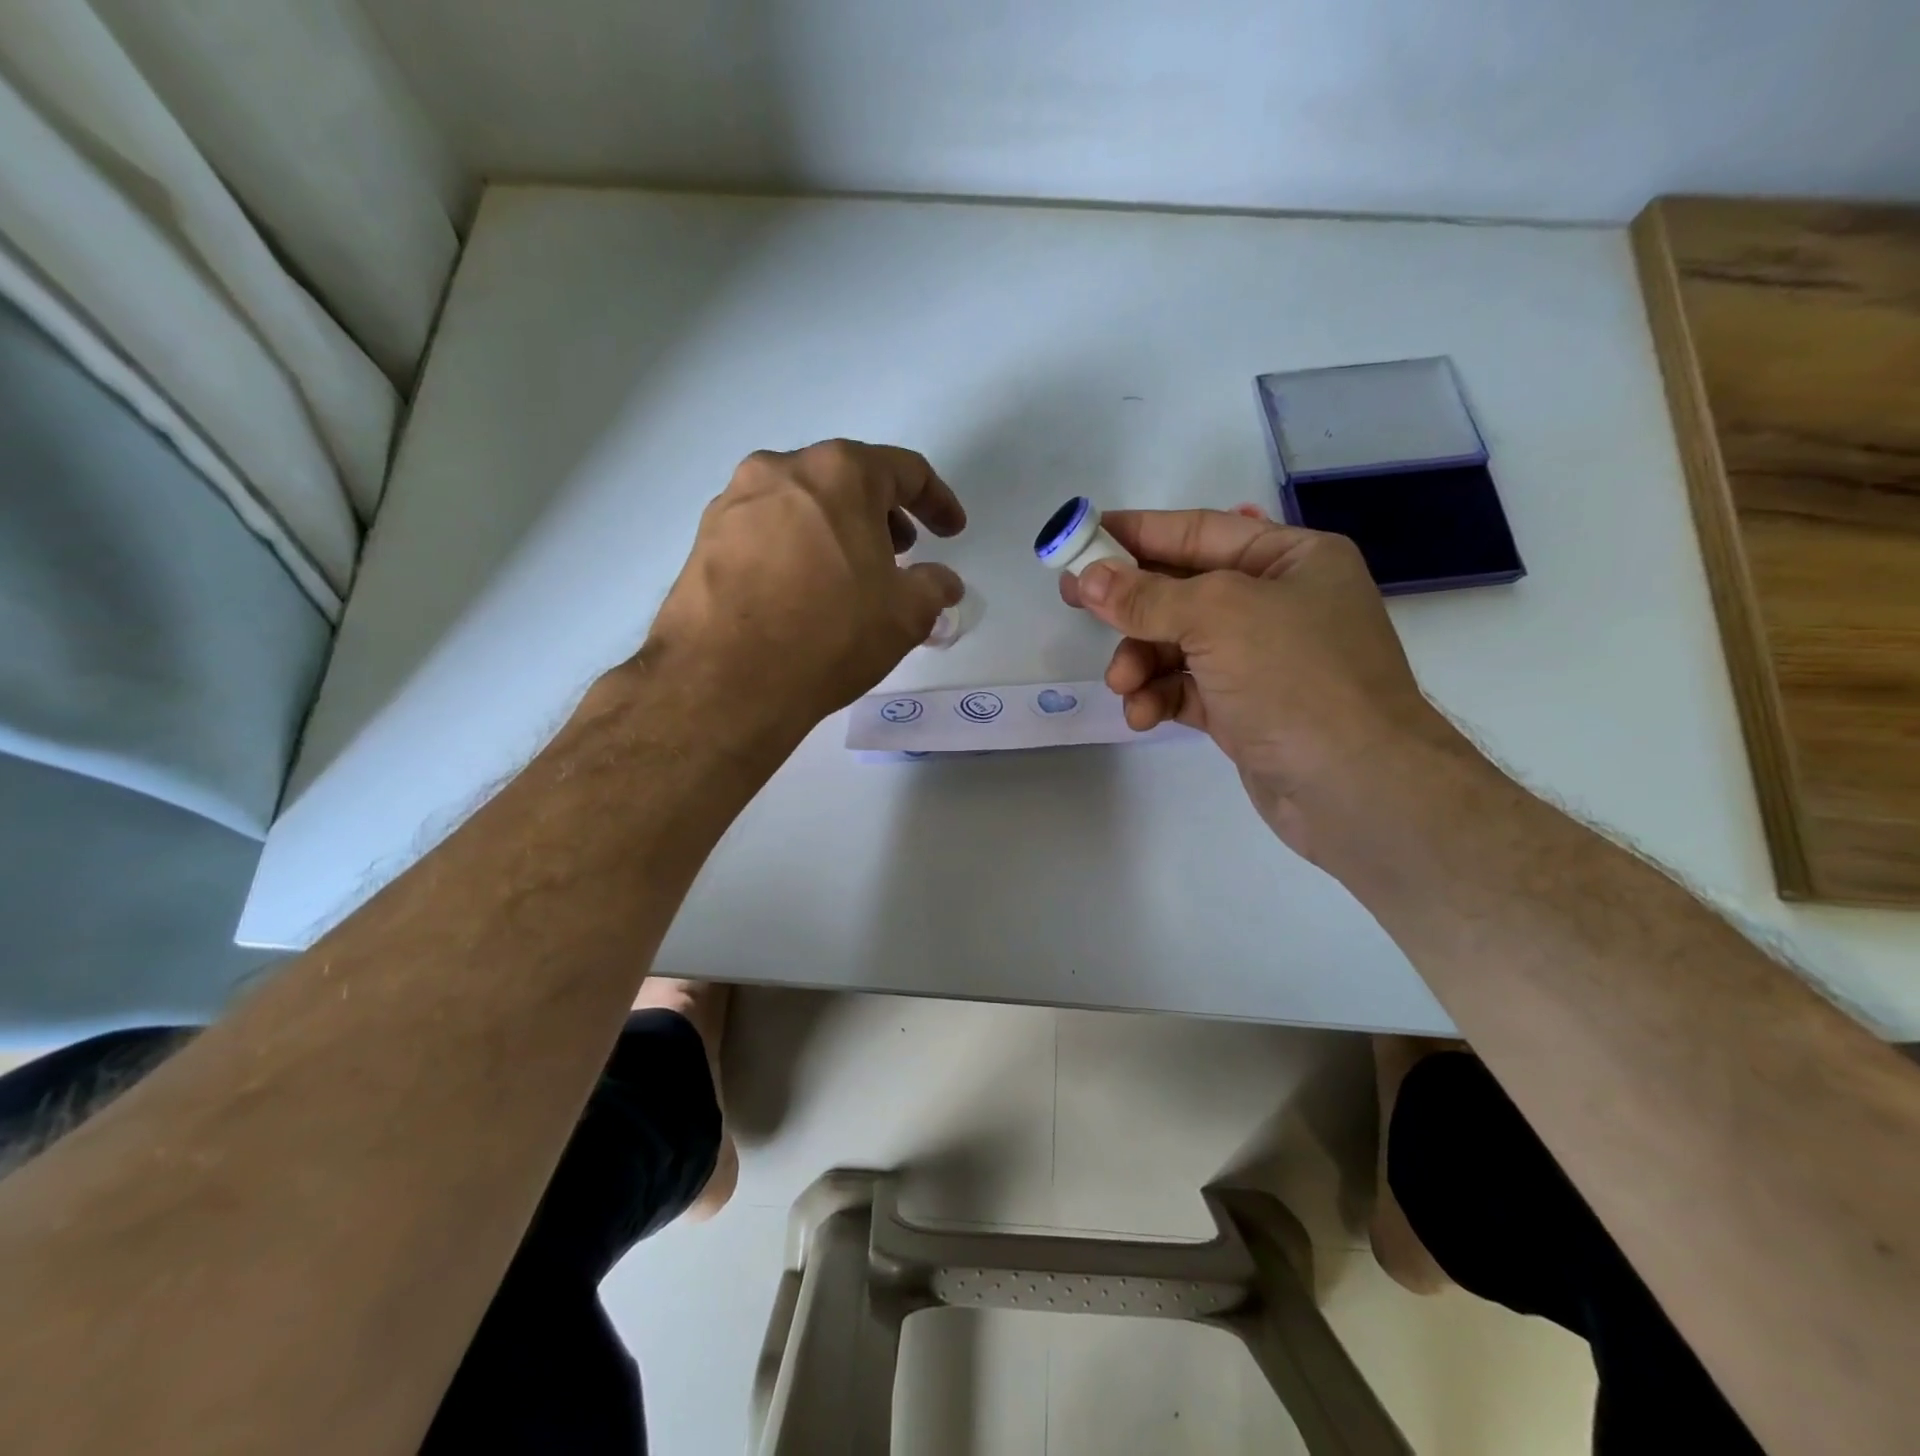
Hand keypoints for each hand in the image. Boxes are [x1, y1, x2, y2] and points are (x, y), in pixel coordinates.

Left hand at [641, 440, 965, 745]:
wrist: (724, 681)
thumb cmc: (829, 634)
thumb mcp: (905, 615)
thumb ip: (935, 588)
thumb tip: (943, 583)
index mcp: (839, 473)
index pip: (905, 471)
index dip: (938, 501)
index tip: (952, 532)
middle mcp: (781, 470)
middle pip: (847, 480)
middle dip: (882, 515)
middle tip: (900, 555)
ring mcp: (735, 501)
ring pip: (803, 504)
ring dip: (837, 531)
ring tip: (850, 577)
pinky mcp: (705, 538)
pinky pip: (767, 531)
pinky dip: (796, 549)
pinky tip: (802, 592)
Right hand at [1059, 508, 1464, 858]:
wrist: (1357, 789)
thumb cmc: (1297, 679)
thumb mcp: (1218, 618)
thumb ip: (1147, 597)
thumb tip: (1088, 578)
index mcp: (1291, 559)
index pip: (1200, 531)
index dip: (1138, 532)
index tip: (1083, 536)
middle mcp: (1277, 603)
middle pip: (1183, 590)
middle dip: (1131, 604)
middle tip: (1074, 602)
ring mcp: (1262, 659)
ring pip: (1178, 644)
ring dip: (1141, 660)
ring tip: (1123, 684)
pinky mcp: (1245, 708)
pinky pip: (1187, 688)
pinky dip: (1160, 696)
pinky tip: (1143, 714)